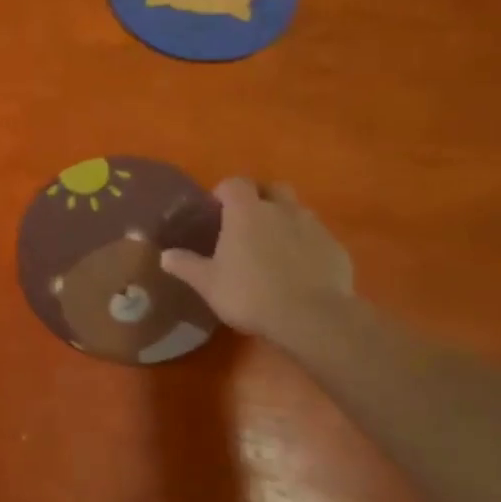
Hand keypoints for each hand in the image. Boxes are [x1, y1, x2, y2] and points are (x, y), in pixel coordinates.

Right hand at [160, 179, 354, 343]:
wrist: (313, 318)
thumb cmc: (251, 294)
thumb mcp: (208, 283)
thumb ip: (186, 265)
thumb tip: (164, 255)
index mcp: (247, 211)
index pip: (235, 183)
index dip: (224, 192)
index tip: (216, 209)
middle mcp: (282, 209)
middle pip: (273, 188)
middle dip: (260, 197)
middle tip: (247, 222)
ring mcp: (313, 227)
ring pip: (298, 211)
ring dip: (285, 220)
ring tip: (274, 247)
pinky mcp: (336, 249)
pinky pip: (317, 237)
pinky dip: (307, 245)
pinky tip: (299, 270)